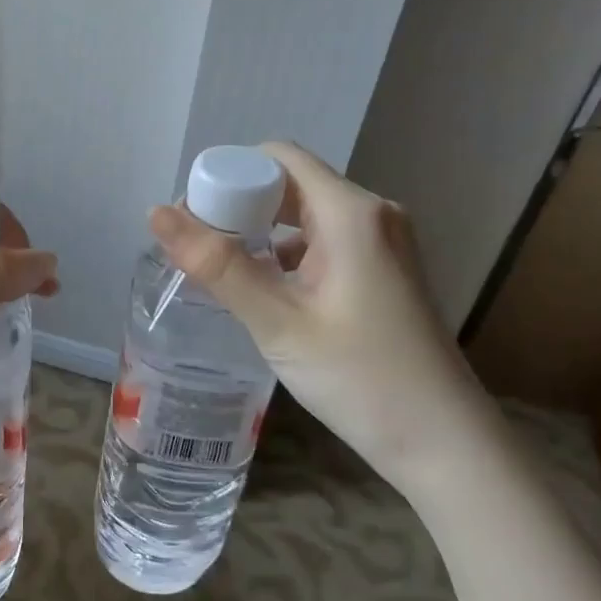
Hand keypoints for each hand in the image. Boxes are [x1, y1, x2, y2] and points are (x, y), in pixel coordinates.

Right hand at [147, 141, 502, 492]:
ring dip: (262, 233)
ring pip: (307, 216)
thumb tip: (157, 213)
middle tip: (198, 248)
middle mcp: (373, 214)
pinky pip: (325, 242)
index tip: (193, 217)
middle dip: (240, 207)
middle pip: (291, 184)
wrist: (443, 442)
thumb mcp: (278, 321)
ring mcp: (384, 243)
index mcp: (351, 212)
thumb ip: (217, 265)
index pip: (278, 158)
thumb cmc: (360, 378)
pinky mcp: (385, 270)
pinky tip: (263, 290)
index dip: (229, 176)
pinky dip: (288, 255)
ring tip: (221, 271)